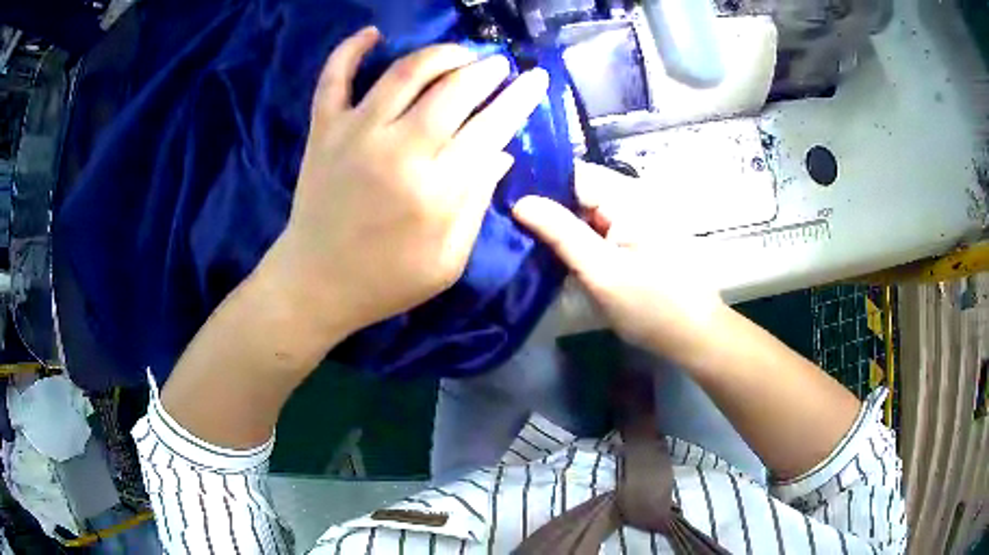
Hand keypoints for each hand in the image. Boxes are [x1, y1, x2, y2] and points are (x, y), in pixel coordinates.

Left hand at [260, 27, 549, 336]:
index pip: (492, 126)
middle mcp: (400, 149)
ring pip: (406, 71)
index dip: (519, 97)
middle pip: (455, 88)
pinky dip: (350, 49)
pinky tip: (372, 33)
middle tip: (498, 65)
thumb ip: (477, 202)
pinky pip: (334, 77)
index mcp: (438, 189)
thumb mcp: (448, 260)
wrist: (316, 283)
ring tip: (460, 54)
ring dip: (441, 53)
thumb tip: (501, 152)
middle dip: (487, 69)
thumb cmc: (387, 280)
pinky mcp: (324, 130)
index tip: (536, 77)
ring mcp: (356, 133)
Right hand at [513, 161, 725, 362]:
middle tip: (511, 226)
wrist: (694, 334)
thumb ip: (561, 233)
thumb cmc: (651, 306)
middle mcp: (635, 196)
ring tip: (527, 238)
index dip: (538, 183)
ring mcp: (639, 215)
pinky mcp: (639, 233)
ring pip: (588, 208)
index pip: (573, 173)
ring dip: (562, 223)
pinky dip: (580, 235)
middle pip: (580, 189)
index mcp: (628, 197)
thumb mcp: (601, 272)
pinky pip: (601, 224)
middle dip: (548, 206)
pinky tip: (560, 251)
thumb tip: (520, 202)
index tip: (505, 202)